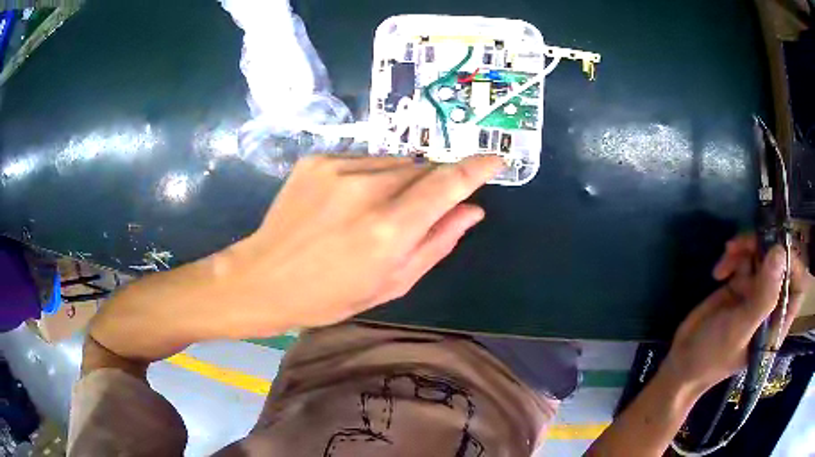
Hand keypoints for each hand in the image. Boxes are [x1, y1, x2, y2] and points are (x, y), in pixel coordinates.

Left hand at [222, 154, 503, 334]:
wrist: (263, 277)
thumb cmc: (329, 295)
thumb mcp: (391, 284)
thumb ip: (438, 243)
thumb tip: (473, 210)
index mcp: (389, 228)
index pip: (448, 184)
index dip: (477, 168)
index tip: (495, 159)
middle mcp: (367, 188)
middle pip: (422, 169)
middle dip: (429, 186)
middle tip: (410, 216)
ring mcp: (338, 167)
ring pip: (394, 162)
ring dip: (398, 181)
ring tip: (371, 212)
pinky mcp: (317, 159)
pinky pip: (363, 160)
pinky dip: (368, 176)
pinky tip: (346, 202)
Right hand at [664, 235, 809, 391]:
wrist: (682, 361)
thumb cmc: (713, 356)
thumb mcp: (739, 330)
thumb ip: (762, 297)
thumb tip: (779, 253)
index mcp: (777, 321)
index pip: (798, 286)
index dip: (793, 264)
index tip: (776, 250)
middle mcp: (771, 303)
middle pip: (780, 262)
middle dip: (764, 246)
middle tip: (744, 244)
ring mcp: (756, 293)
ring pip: (762, 254)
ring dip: (745, 248)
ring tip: (727, 255)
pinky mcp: (741, 284)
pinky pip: (745, 258)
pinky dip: (732, 257)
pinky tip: (718, 272)